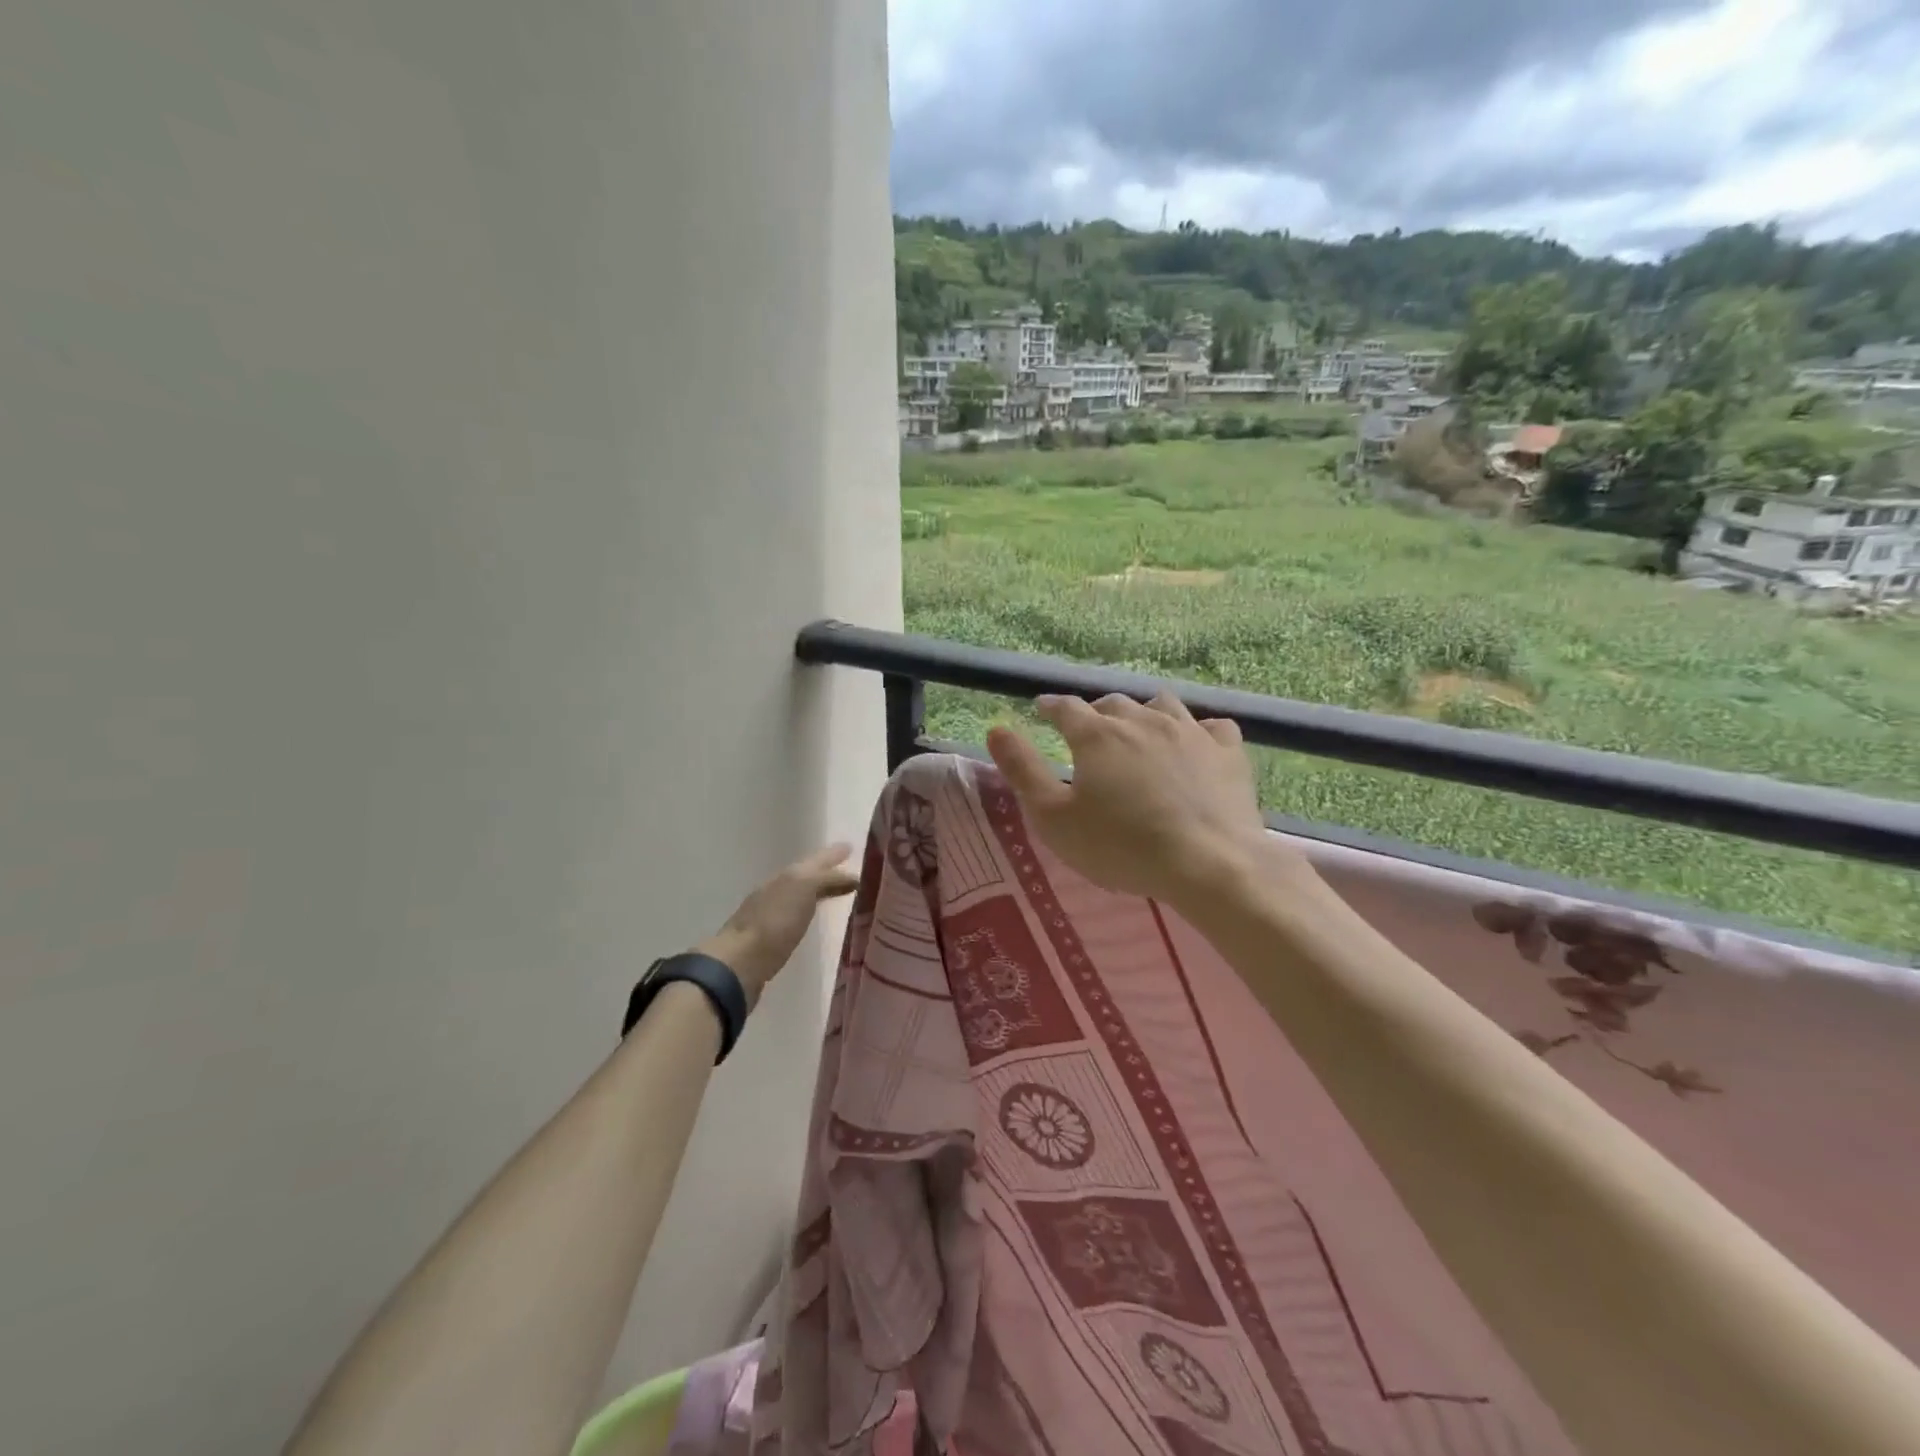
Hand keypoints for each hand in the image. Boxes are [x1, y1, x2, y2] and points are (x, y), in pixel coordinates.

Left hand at [695, 844, 860, 1007]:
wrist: (740, 963)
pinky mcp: (768, 940)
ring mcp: (770, 914)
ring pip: (799, 895)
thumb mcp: (804, 888)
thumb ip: (828, 879)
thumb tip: (852, 877)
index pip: (815, 861)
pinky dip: (807, 912)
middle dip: (825, 871)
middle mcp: (776, 890)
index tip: (850, 847)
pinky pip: (795, 917)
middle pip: (805, 875)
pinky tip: (811, 919)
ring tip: (835, 892)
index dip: (832, 855)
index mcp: (787, 876)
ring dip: (817, 891)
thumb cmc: (775, 922)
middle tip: (848, 869)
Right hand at [987, 692, 1285, 906]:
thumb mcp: (1054, 817)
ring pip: (1162, 705)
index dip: (1052, 707)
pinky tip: (1196, 743)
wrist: (1208, 863)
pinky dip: (1199, 731)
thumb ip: (1023, 771)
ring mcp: (1190, 732)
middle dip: (1096, 712)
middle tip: (1088, 729)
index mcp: (1097, 735)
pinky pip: (1213, 726)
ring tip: (1139, 728)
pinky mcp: (1228, 752)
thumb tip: (996, 729)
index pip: (1066, 708)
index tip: (1043, 709)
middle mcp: (1142, 720)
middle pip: (1113, 704)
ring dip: (1144, 712)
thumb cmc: (1121, 846)